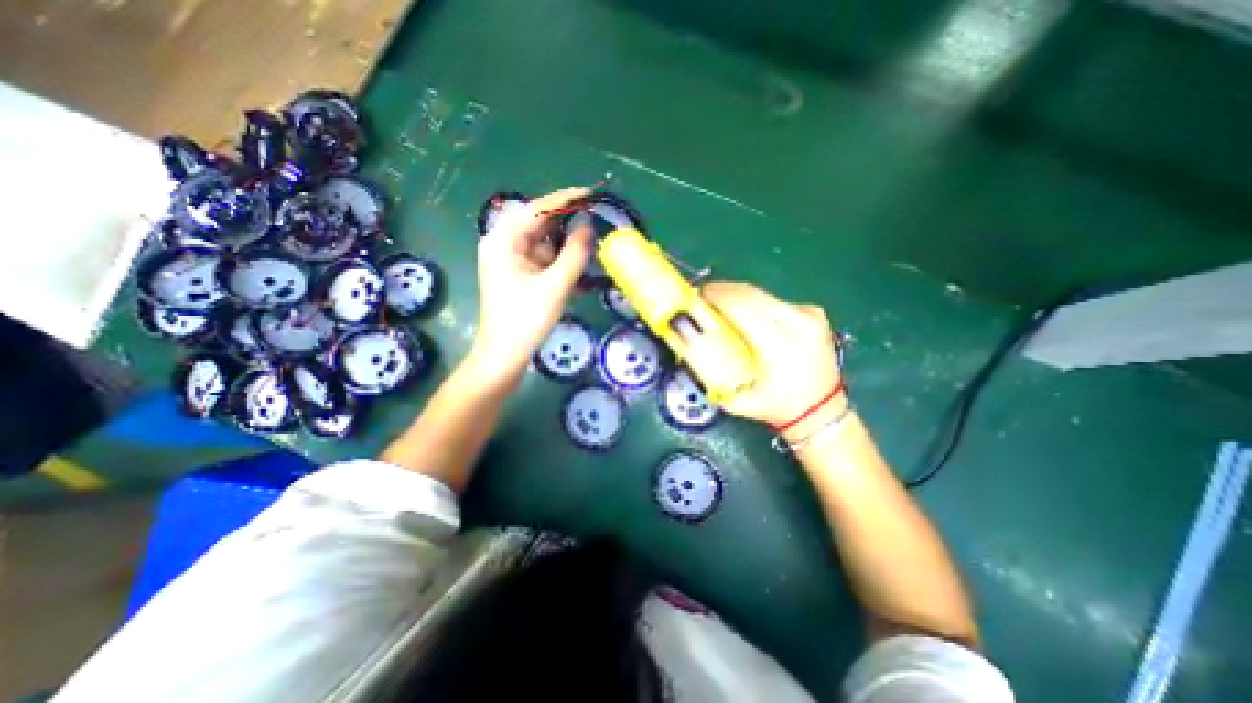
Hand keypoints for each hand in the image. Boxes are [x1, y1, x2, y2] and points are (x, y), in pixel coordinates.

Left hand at [472, 185, 593, 383]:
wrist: (505, 355)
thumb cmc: (525, 320)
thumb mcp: (555, 286)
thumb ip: (574, 254)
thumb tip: (588, 226)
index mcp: (504, 240)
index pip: (537, 210)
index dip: (565, 200)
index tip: (591, 193)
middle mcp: (505, 245)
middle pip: (541, 226)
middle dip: (569, 224)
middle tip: (598, 220)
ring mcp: (513, 261)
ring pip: (546, 244)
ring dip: (569, 246)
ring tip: (595, 245)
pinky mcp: (522, 276)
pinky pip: (546, 261)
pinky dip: (563, 263)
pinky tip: (582, 269)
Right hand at [703, 281, 839, 434]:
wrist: (822, 412)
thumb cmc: (779, 408)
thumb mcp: (739, 400)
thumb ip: (712, 376)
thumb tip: (689, 350)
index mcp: (779, 345)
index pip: (741, 307)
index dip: (716, 297)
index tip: (698, 296)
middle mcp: (798, 323)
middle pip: (751, 294)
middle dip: (723, 291)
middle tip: (704, 296)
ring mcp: (809, 315)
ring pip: (763, 294)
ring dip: (738, 294)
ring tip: (720, 301)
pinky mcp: (813, 312)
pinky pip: (775, 300)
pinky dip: (755, 301)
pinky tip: (744, 310)